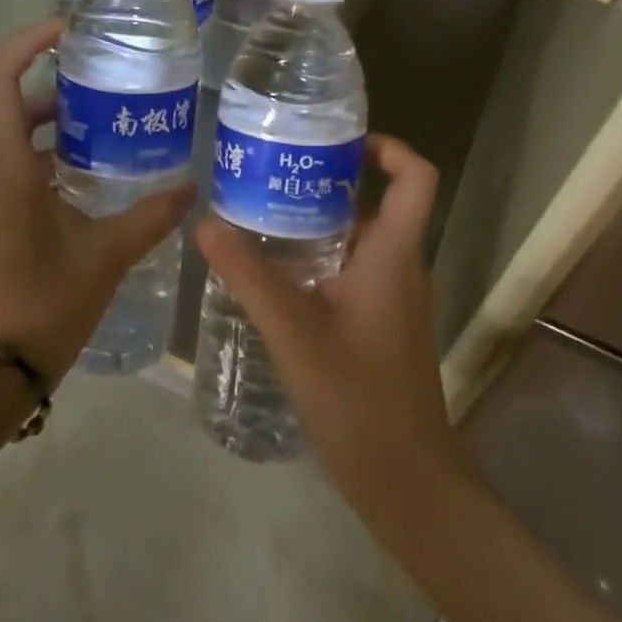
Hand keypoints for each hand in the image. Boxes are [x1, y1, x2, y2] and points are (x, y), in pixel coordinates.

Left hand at [0, 21, 193, 444]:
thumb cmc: (41, 307)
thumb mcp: (103, 258)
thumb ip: (148, 218)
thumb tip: (190, 190)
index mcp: (4, 168)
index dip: (28, 42)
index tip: (70, 32)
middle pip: (8, 109)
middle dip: (54, 94)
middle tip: (105, 93)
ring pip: (6, 147)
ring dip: (48, 136)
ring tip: (102, 140)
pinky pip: (2, 178)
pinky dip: (36, 168)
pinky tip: (77, 193)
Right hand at [194, 135, 472, 533]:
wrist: (406, 481)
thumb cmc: (357, 398)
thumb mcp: (293, 332)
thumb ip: (249, 276)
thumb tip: (205, 224)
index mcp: (393, 255)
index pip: (416, 177)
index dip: (387, 146)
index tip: (336, 141)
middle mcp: (401, 267)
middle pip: (376, 202)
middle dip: (327, 181)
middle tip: (270, 173)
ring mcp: (394, 298)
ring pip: (360, 239)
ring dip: (318, 222)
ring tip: (260, 214)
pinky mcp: (382, 324)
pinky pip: (354, 271)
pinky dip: (319, 258)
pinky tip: (275, 274)